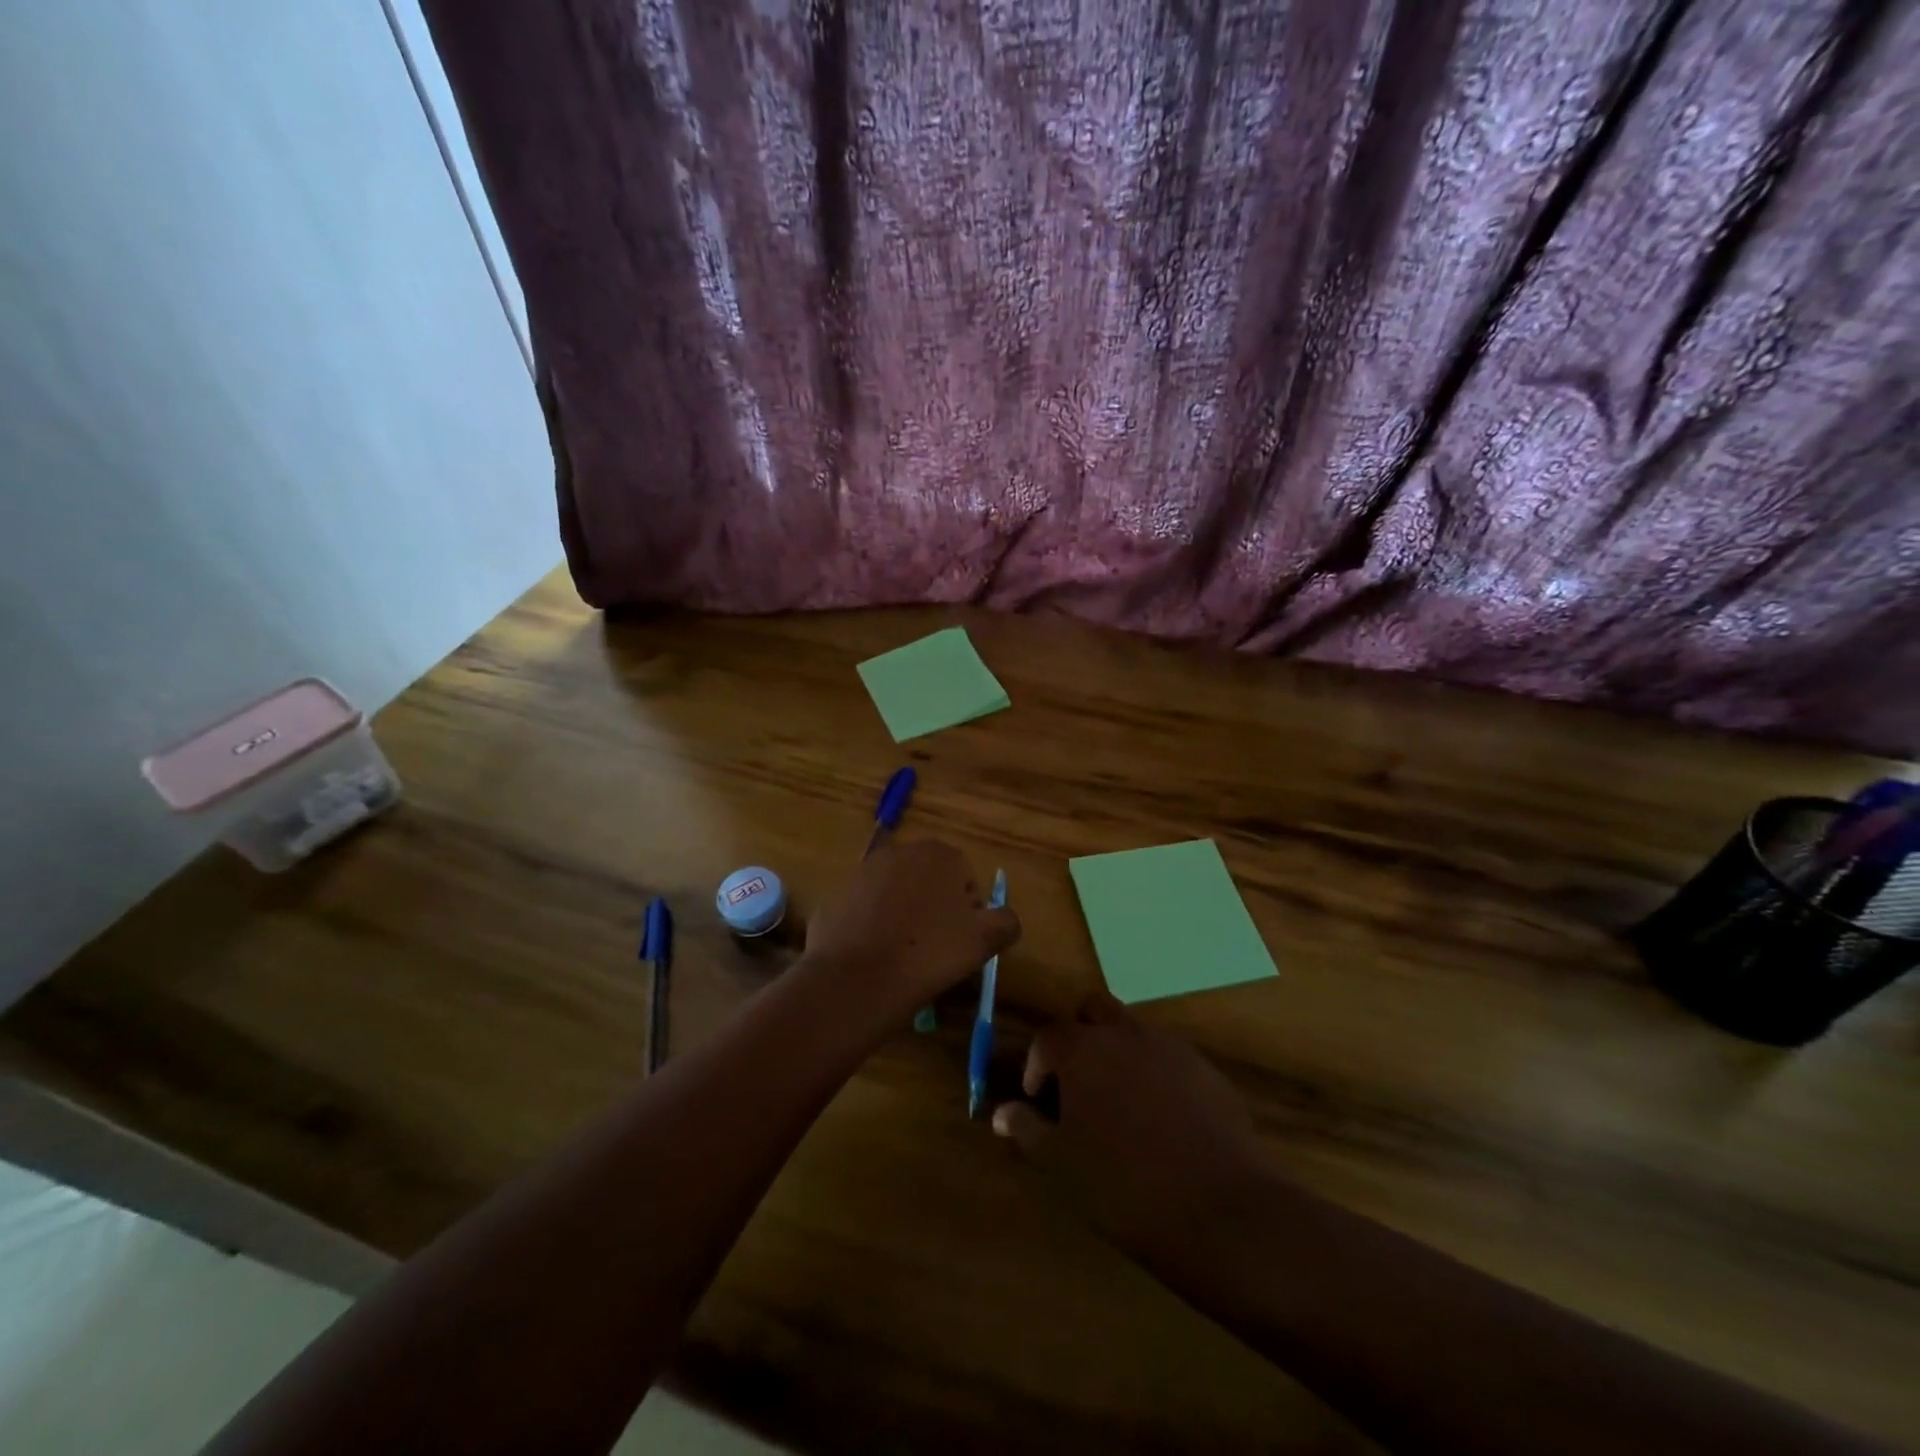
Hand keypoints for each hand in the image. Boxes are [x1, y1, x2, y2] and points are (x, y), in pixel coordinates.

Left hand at [802, 839, 1020, 1020]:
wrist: (856, 979)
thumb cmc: (929, 954)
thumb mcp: (984, 942)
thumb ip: (1005, 922)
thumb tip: (1005, 919)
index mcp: (940, 854)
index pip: (966, 880)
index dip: (969, 914)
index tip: (961, 944)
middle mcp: (900, 851)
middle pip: (930, 882)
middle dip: (935, 909)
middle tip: (935, 950)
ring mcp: (863, 871)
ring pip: (897, 894)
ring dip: (903, 916)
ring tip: (903, 955)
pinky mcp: (837, 895)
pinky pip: (866, 910)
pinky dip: (872, 927)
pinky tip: (874, 956)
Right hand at [993, 990, 1270, 1270]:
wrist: (1220, 1208)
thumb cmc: (1123, 1186)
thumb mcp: (1061, 1164)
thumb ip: (1028, 1129)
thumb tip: (1001, 1112)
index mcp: (1082, 1049)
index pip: (1047, 1036)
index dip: (1036, 1064)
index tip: (1039, 1099)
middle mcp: (1124, 1033)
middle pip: (1093, 1009)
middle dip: (1079, 1036)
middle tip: (1077, 1083)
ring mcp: (1169, 1047)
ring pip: (1133, 1029)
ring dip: (1118, 1051)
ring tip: (1119, 1104)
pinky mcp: (1205, 1068)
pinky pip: (1169, 1056)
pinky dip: (1155, 1073)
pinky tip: (1162, 1121)